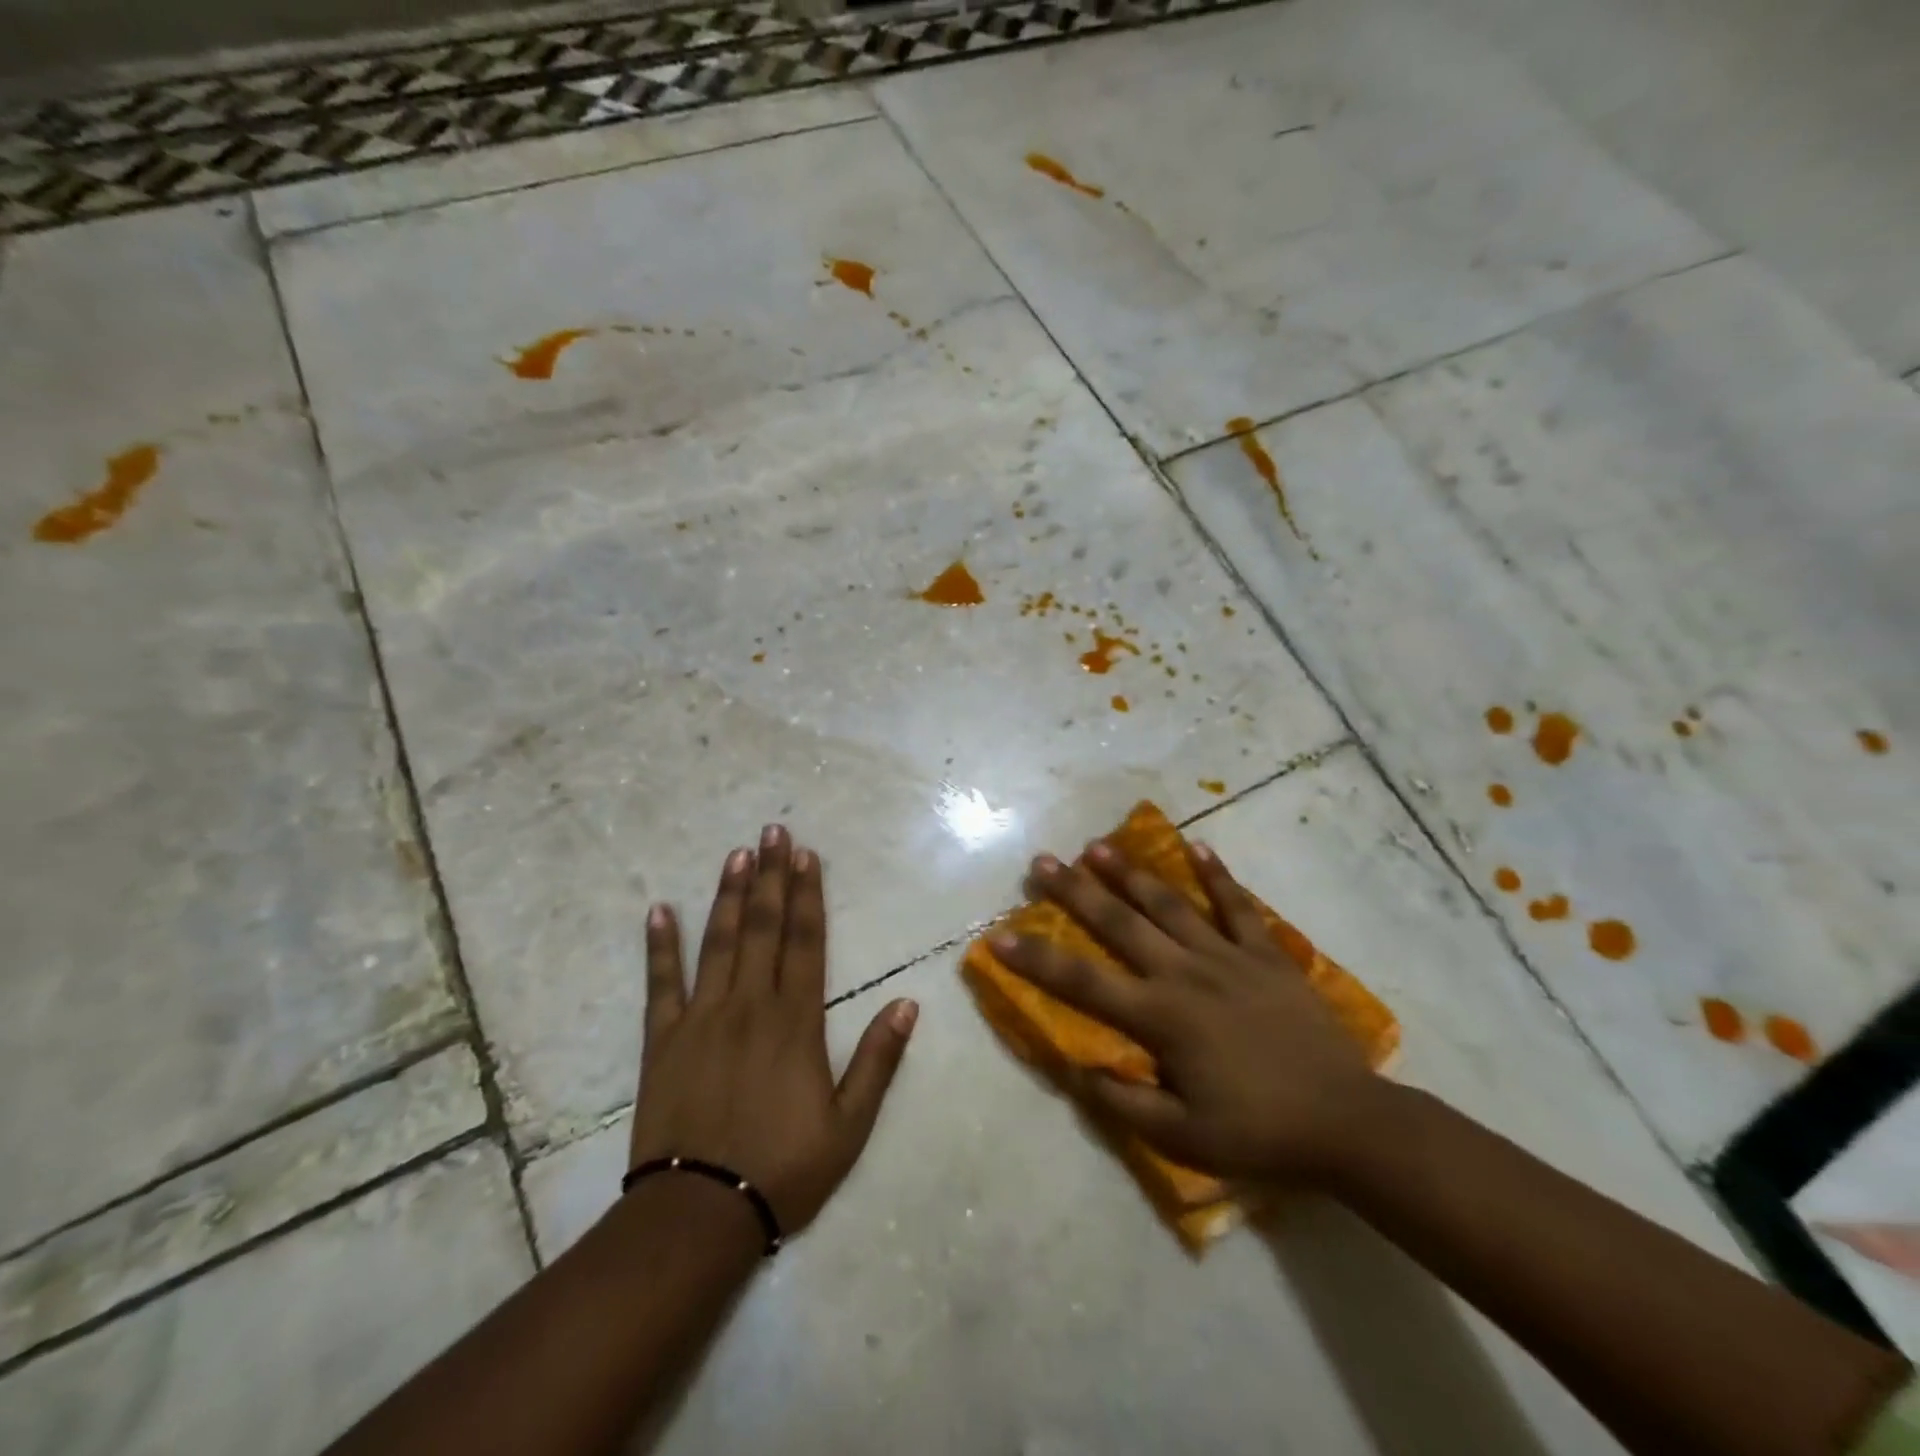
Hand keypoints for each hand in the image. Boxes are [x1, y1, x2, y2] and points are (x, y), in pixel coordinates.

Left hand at [629, 825, 917, 1234]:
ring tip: (736, 854)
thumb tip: (907, 1003)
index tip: (806, 855)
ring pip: (718, 942)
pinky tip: (659, 910)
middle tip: (772, 831)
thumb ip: (878, 1060)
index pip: (805, 941)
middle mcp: (749, 1005)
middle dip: (770, 875)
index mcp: (795, 1021)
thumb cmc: (783, 1169)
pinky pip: (660, 984)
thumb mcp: (850, 1126)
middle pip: (763, 927)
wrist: (698, 1216)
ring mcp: (701, 1018)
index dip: (807, 894)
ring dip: (728, 895)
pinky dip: (660, 946)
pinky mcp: (663, 1040)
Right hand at [991, 838, 1389, 1187]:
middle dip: (1077, 891)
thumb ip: (1125, 1100)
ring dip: (1132, 873)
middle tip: (1044, 861)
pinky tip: (1198, 846)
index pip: (1084, 983)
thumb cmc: (1260, 1132)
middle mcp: (1186, 974)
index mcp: (1162, 1017)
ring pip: (1171, 904)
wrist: (1348, 1123)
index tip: (1000, 935)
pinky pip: (1239, 907)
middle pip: (1121, 924)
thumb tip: (1075, 1067)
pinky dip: (1218, 876)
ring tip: (1099, 845)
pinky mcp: (1267, 955)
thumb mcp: (1184, 1137)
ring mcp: (1229, 957)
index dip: (1038, 958)